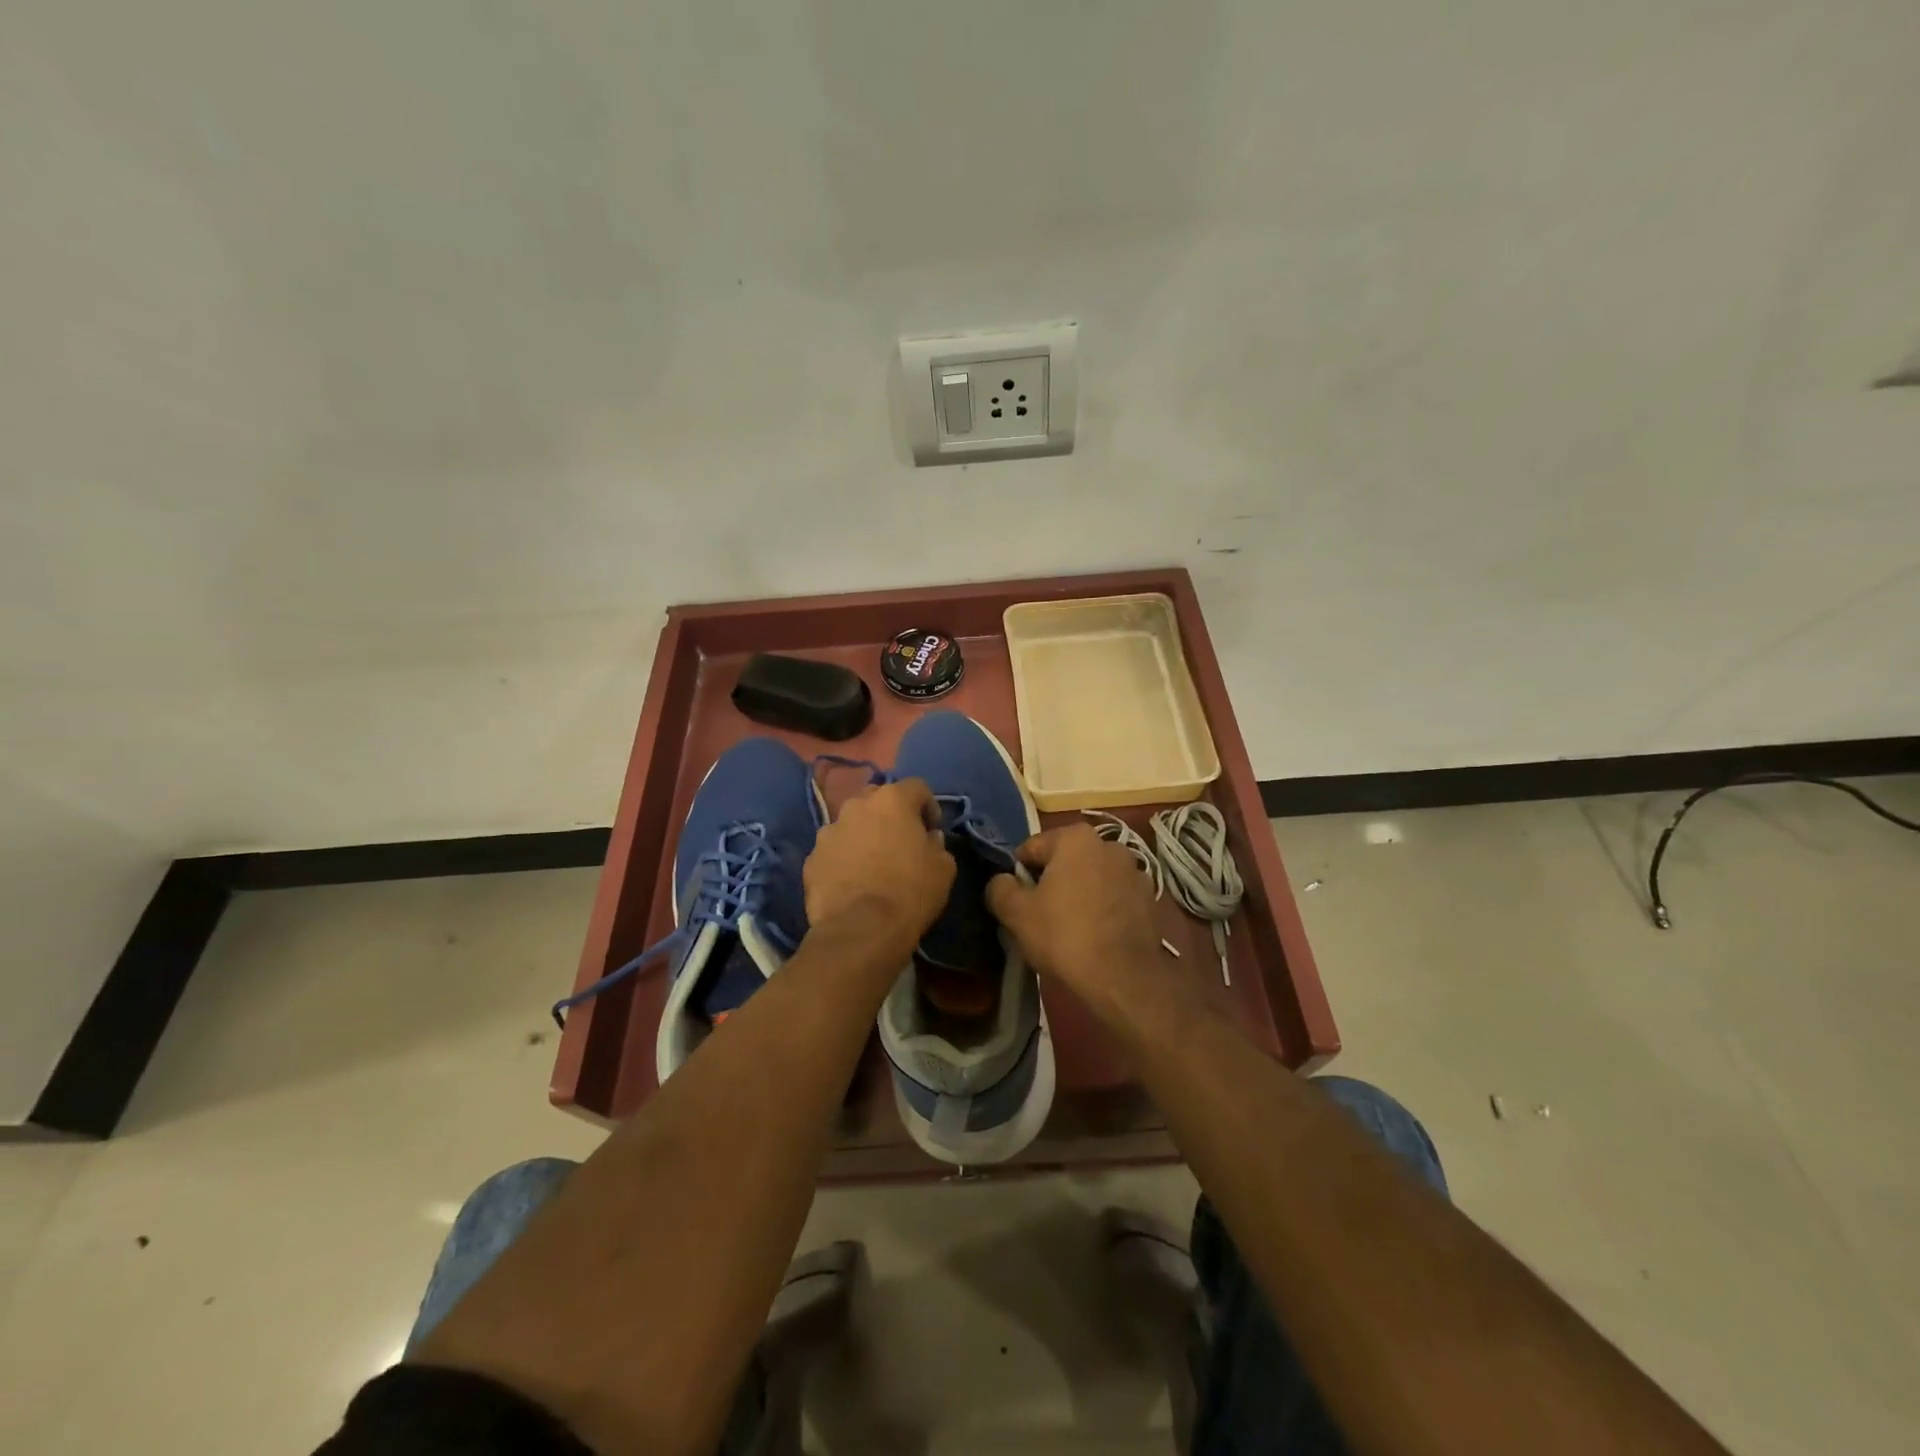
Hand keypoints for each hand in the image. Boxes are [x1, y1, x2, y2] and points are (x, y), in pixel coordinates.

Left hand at [804, 778, 954, 952]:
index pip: (917, 786)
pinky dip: (844, 859)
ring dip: (864, 836)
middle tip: (901, 842)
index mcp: (892, 800)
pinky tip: (853, 883)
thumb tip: (929, 838)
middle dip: (890, 815)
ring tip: (873, 864)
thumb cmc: (910, 892)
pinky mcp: (811, 859)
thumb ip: (938, 844)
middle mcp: (856, 806)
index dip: (928, 806)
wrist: (861, 930)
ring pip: (851, 824)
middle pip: (878, 799)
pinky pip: (833, 851)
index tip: (932, 830)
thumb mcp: (944, 868)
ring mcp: (828, 831)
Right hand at [984, 824, 1162, 1009]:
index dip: (1018, 875)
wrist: (1123, 978)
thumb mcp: (1016, 914)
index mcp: (1075, 838)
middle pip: (1065, 861)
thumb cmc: (1064, 936)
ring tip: (1070, 930)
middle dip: (1051, 883)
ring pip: (1091, 879)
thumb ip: (1000, 888)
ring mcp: (1135, 871)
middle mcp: (1109, 844)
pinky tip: (1096, 936)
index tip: (1016, 903)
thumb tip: (1002, 881)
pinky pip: (1114, 898)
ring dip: (1079, 894)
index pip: (1031, 849)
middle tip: (1040, 917)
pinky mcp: (1150, 899)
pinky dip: (1103, 909)